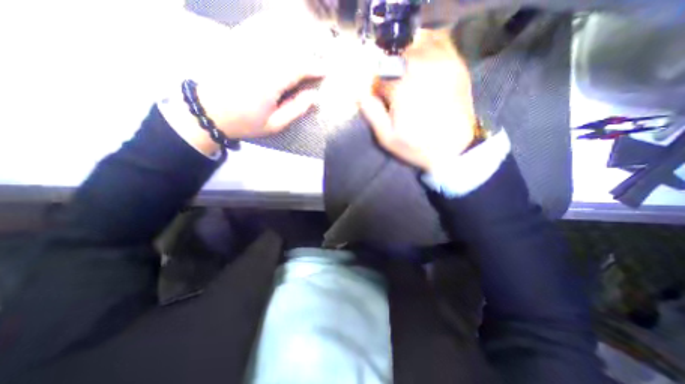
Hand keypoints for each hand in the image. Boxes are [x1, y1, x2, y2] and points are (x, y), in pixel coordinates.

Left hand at [158, 2, 334, 154]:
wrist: (209, 111)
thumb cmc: (245, 122)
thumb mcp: (274, 125)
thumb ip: (295, 110)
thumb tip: (313, 96)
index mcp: (268, 84)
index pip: (297, 68)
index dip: (315, 67)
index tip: (326, 70)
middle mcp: (257, 60)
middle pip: (289, 45)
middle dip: (310, 48)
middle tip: (323, 53)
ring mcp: (244, 47)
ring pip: (274, 30)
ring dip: (295, 31)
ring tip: (310, 35)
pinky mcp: (235, 41)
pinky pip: (257, 24)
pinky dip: (273, 22)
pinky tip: (283, 23)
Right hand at [359, 29, 477, 171]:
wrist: (454, 149)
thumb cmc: (417, 146)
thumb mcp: (387, 137)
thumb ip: (372, 113)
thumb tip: (359, 93)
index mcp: (403, 87)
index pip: (380, 76)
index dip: (376, 87)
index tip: (378, 98)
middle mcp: (423, 68)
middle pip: (397, 56)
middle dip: (390, 71)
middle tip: (392, 89)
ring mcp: (443, 63)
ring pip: (417, 45)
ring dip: (406, 58)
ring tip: (407, 77)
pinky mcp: (457, 66)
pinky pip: (439, 43)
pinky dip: (427, 47)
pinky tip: (423, 65)